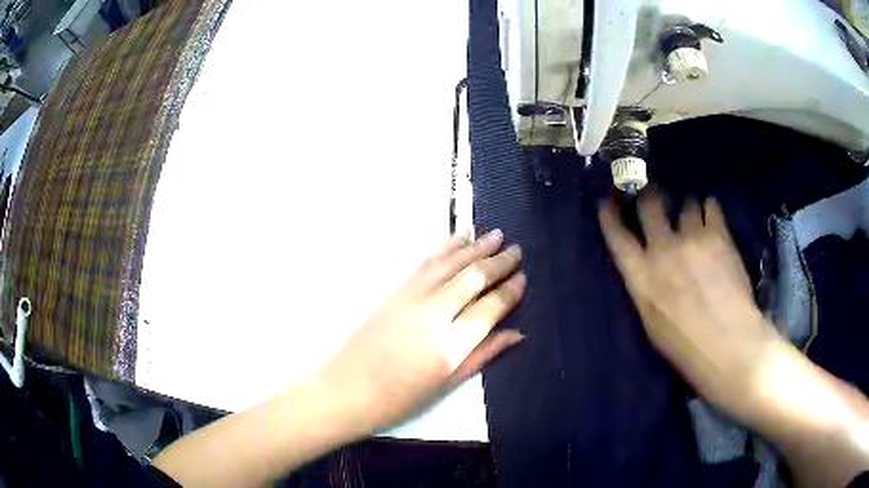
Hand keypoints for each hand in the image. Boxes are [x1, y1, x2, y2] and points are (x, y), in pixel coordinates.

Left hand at [317, 230, 525, 431]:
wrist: (348, 388)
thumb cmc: (400, 398)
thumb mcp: (448, 384)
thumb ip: (484, 354)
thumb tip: (517, 333)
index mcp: (451, 344)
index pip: (491, 307)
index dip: (510, 290)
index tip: (523, 277)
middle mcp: (434, 313)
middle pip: (474, 277)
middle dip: (499, 261)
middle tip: (517, 250)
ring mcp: (412, 297)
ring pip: (451, 263)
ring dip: (475, 247)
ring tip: (496, 234)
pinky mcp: (395, 291)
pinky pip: (426, 263)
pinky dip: (446, 247)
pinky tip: (459, 239)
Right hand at [598, 191, 778, 412]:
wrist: (729, 345)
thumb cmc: (686, 347)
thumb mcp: (652, 323)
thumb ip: (647, 287)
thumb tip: (648, 265)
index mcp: (642, 278)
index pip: (617, 236)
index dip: (609, 215)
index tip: (607, 200)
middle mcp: (663, 250)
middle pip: (649, 205)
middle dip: (649, 195)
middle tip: (655, 194)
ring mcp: (692, 238)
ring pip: (684, 203)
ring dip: (686, 208)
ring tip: (694, 217)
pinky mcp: (718, 235)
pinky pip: (710, 206)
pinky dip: (709, 208)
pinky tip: (712, 216)